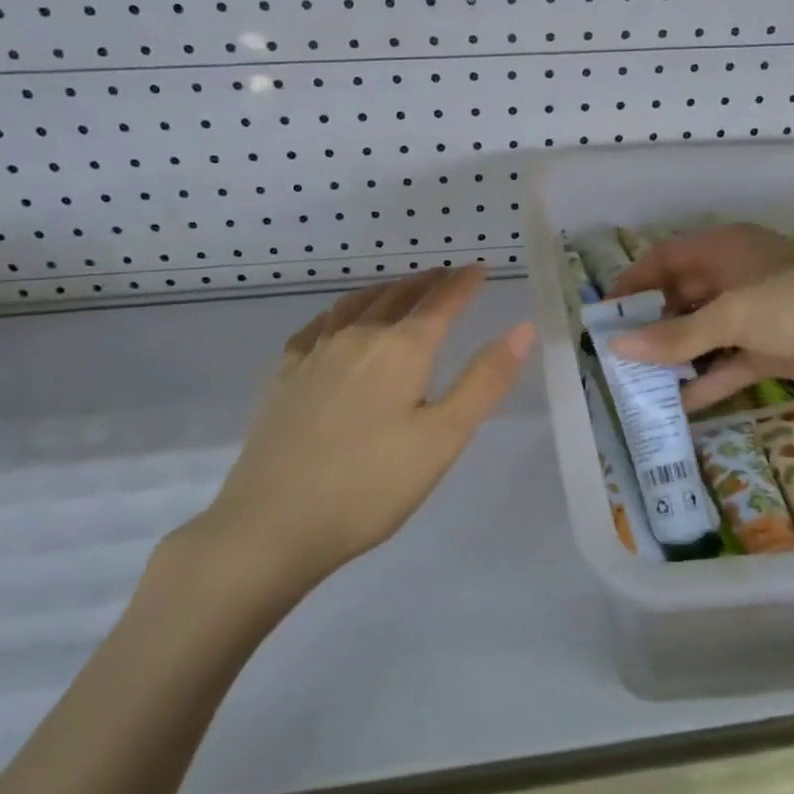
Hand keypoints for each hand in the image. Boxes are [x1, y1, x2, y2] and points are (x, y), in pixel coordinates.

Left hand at [182, 267, 533, 588]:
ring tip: (399, 290)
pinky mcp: (283, 376)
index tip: (479, 268)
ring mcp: (314, 354)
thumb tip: (521, 329)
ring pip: (355, 304)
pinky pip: (316, 326)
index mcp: (401, 350)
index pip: (440, 303)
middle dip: (427, 283)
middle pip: (398, 296)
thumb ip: (484, 381)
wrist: (272, 524)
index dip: (463, 284)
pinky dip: (339, 312)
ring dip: (385, 291)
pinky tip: (336, 322)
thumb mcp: (443, 439)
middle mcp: (357, 338)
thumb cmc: (371, 486)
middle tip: (446, 277)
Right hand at [610, 223, 793, 411]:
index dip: (634, 281)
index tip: (605, 311)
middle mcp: (736, 277)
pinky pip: (728, 364)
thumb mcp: (733, 316)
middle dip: (652, 324)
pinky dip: (707, 381)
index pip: (667, 258)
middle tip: (617, 354)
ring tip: (639, 382)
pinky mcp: (772, 350)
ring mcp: (756, 316)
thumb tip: (616, 348)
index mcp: (726, 249)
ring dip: (676, 356)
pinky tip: (679, 404)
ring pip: (704, 334)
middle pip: (682, 297)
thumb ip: (675, 335)